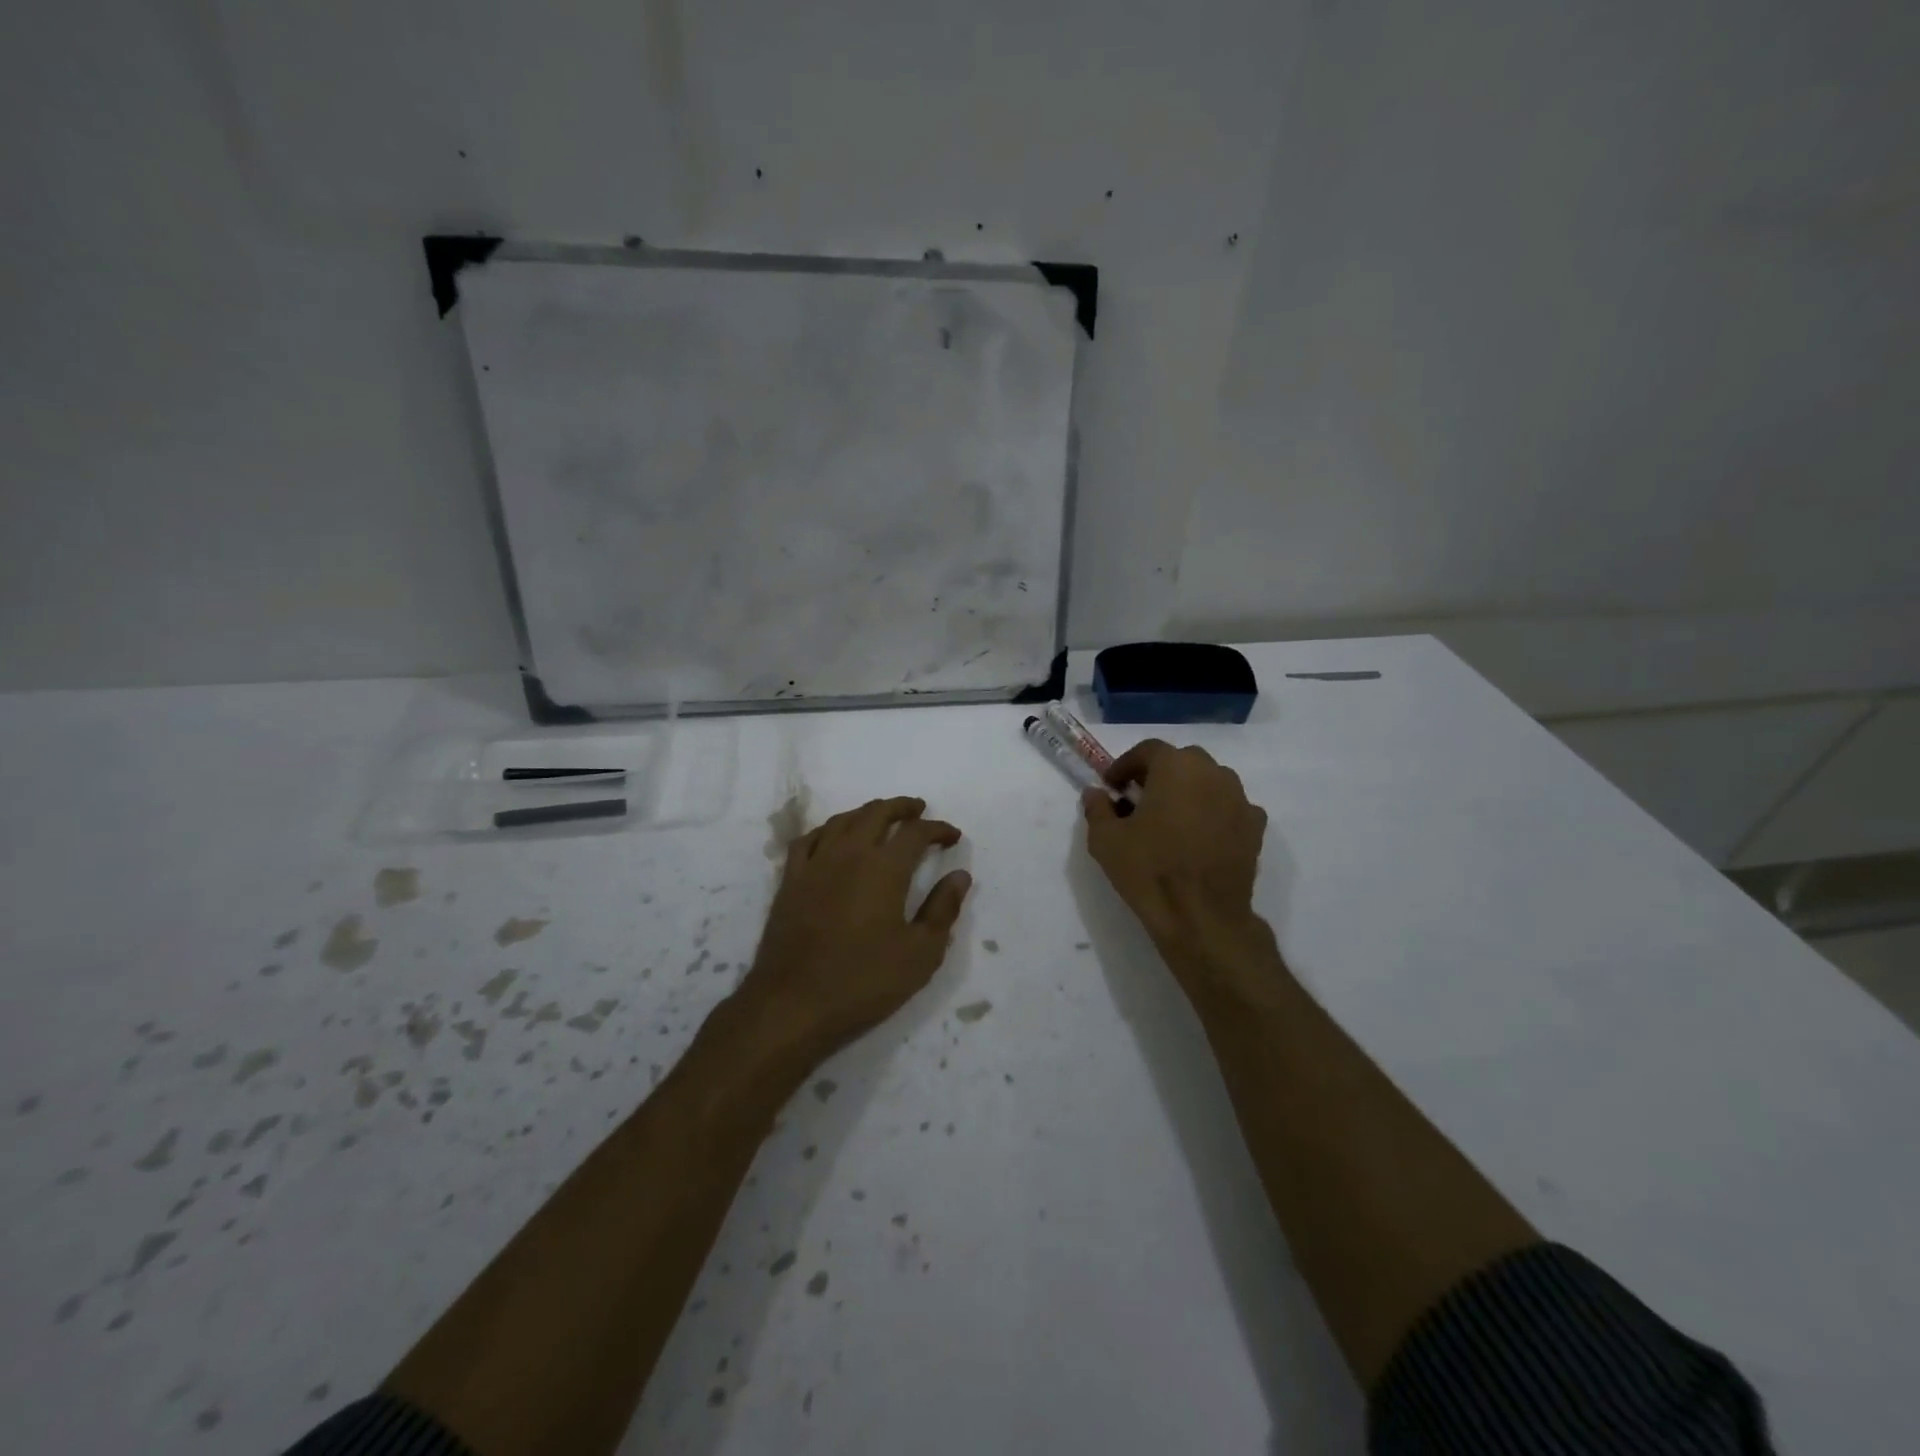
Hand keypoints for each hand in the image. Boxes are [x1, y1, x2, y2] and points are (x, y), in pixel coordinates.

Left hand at [741, 797, 971, 1059]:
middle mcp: (849, 854)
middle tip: (918, 810)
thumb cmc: (864, 981)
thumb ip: (943, 909)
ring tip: (881, 818)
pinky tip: (833, 838)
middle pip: (877, 813)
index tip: (952, 836)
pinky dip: (829, 830)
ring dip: (867, 813)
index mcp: (884, 868)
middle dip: (902, 808)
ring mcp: (815, 864)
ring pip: (843, 821)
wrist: (793, 1004)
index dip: (938, 829)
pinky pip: (810, 839)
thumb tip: (959, 876)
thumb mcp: (920, 954)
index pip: (916, 833)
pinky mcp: (790, 881)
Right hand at [1083, 739, 1269, 960]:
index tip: (1112, 785)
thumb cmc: (1149, 870)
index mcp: (1175, 767)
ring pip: (1209, 782)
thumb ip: (1097, 808)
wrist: (1202, 916)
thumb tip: (1096, 793)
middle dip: (1159, 775)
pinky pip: (1229, 808)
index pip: (1148, 750)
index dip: (1126, 765)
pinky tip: (1199, 837)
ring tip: (1171, 819)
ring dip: (1188, 792)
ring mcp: (1239, 799)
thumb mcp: (1105, 839)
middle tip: (1140, 799)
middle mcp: (1213, 773)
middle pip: (1182, 762)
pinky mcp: (1255, 827)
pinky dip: (1213, 813)